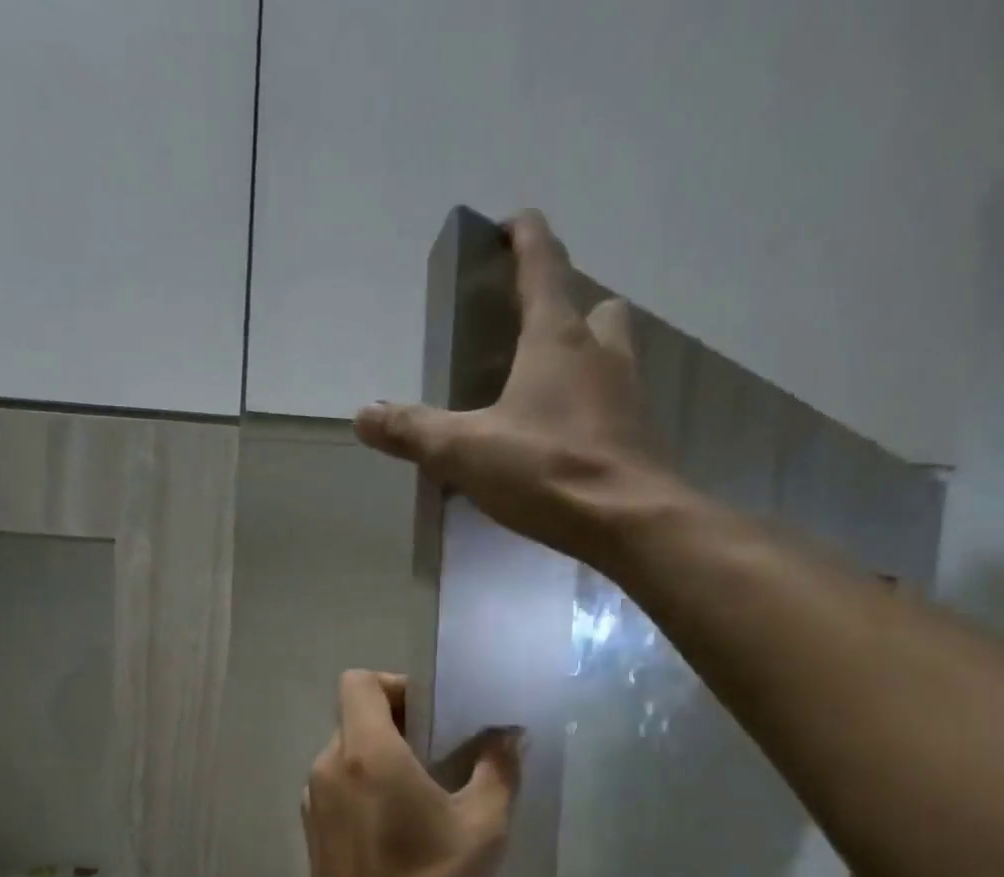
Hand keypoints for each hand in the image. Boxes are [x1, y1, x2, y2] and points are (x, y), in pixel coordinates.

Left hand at [302, 671, 521, 876]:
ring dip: (380, 756)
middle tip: (439, 753)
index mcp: (366, 752)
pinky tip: (395, 823)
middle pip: (354, 715)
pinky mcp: (310, 828)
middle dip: (396, 723)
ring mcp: (313, 799)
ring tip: (420, 790)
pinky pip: (337, 784)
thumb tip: (509, 734)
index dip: (395, 685)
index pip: (359, 681)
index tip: (431, 715)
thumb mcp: (483, 825)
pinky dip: (363, 785)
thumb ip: (498, 768)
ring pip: (344, 751)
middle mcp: (328, 765)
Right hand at [354, 210, 688, 570]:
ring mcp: (628, 394)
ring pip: (612, 353)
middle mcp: (601, 353)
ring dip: (585, 355)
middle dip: (566, 305)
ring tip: (547, 388)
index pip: (544, 261)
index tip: (509, 226)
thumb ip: (414, 432)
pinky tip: (567, 439)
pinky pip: (616, 403)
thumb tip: (363, 415)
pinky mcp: (640, 436)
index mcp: (557, 337)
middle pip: (593, 306)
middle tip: (533, 331)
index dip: (525, 236)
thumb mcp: (467, 451)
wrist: (631, 523)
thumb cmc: (548, 470)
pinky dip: (593, 407)